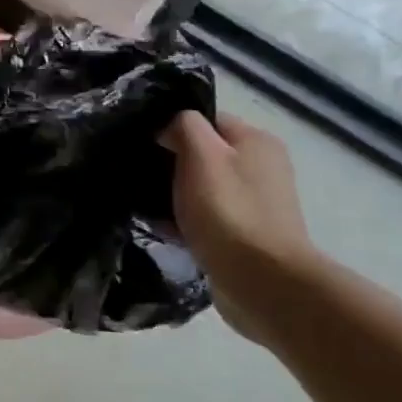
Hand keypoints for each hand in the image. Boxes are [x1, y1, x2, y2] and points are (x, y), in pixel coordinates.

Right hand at [162, 111, 320, 342]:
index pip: (206, 119)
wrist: (262, 282)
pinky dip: (186, 220)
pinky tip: (164, 229)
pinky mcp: (247, 235)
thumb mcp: (200, 154)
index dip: (172, 127)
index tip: (144, 144)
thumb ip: (183, 126)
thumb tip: (169, 126)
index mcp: (256, 140)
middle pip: (205, 154)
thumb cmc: (228, 211)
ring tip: (145, 205)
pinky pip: (208, 217)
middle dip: (171, 164)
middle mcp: (262, 167)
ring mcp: (257, 203)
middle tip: (139, 175)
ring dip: (176, 195)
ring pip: (203, 187)